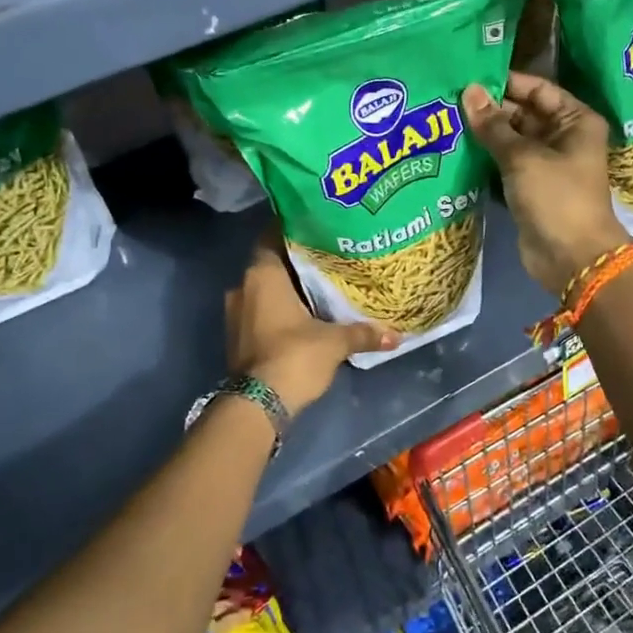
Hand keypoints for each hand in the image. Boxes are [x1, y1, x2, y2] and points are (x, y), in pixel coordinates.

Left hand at [225, 231, 396, 411]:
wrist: (258, 405)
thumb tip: (396, 335)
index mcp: (262, 275)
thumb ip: (363, 333)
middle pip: (271, 264)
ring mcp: (236, 314)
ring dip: (287, 290)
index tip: (318, 227)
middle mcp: (243, 287)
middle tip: (328, 258)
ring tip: (320, 287)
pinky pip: (260, 312)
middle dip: (297, 263)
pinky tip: (305, 316)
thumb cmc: (294, 356)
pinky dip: (279, 311)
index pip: (273, 236)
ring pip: (265, 291)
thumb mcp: (335, 342)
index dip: (294, 229)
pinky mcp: (237, 338)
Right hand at [462, 73, 629, 296]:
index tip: (469, 77)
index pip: (538, 89)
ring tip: (445, 121)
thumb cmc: (556, 198)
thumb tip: (469, 91)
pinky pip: (504, 166)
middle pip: (522, 114)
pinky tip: (454, 152)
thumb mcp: (523, 157)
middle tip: (448, 101)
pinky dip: (484, 161)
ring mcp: (545, 165)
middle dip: (489, 110)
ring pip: (510, 142)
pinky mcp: (529, 189)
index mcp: (575, 121)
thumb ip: (493, 125)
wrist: (572, 258)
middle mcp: (562, 138)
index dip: (506, 82)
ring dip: (483, 136)